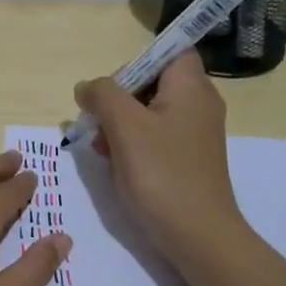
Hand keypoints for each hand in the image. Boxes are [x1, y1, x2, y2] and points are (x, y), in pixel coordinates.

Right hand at [74, 51, 246, 261]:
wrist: (198, 235)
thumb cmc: (162, 174)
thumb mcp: (125, 127)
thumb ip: (102, 96)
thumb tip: (87, 87)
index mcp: (191, 86)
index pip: (168, 50)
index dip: (136, 62)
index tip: (112, 89)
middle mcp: (199, 103)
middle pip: (153, 81)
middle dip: (119, 98)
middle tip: (99, 123)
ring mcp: (195, 133)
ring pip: (150, 111)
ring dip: (121, 124)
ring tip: (103, 149)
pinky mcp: (189, 158)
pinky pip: (156, 136)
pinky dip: (134, 144)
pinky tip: (117, 165)